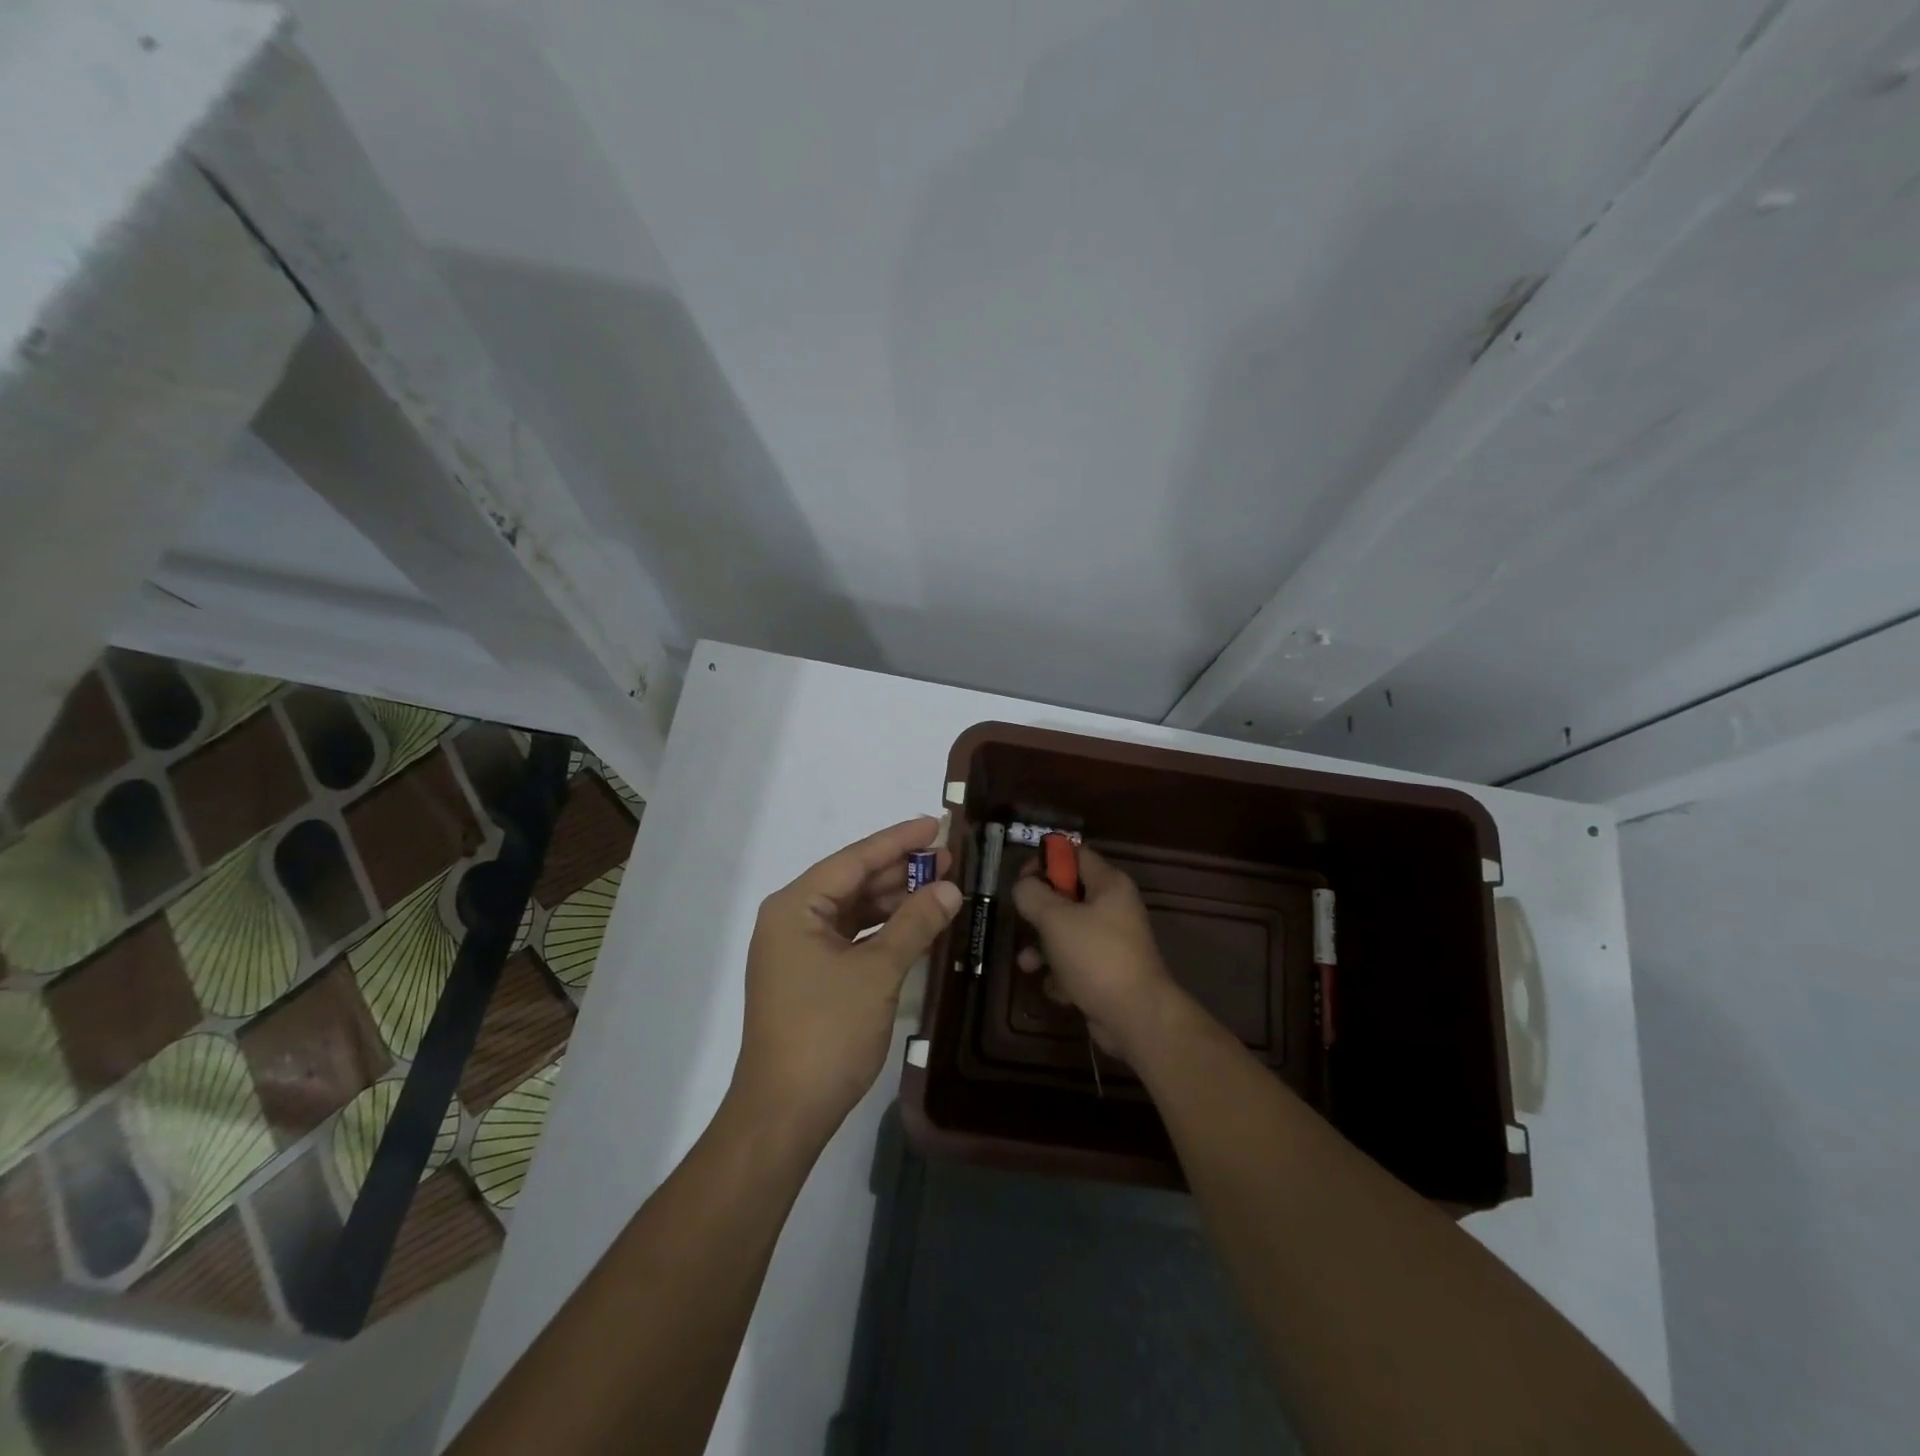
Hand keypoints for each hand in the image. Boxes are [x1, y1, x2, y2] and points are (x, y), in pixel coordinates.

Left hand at [732, 816, 961, 1143]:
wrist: (784, 1113)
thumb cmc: (827, 1032)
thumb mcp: (877, 972)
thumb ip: (915, 924)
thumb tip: (950, 888)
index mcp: (795, 907)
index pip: (853, 860)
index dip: (898, 841)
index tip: (936, 824)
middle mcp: (792, 919)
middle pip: (853, 882)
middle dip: (901, 871)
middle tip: (949, 859)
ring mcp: (799, 950)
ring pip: (855, 911)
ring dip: (895, 901)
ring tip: (941, 887)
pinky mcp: (810, 977)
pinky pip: (852, 938)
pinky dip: (884, 931)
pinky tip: (918, 925)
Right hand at [1010, 846, 1180, 1061]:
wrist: (1136, 1017)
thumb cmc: (1095, 957)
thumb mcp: (1055, 919)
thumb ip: (1033, 895)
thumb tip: (1024, 886)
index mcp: (1109, 885)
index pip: (1075, 855)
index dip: (1047, 860)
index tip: (1023, 880)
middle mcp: (1114, 908)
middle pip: (1068, 895)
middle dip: (1040, 911)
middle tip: (1023, 921)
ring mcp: (1112, 942)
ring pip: (1067, 933)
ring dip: (1043, 947)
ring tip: (1027, 964)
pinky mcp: (1107, 972)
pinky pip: (1075, 963)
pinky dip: (1061, 974)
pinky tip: (1055, 988)